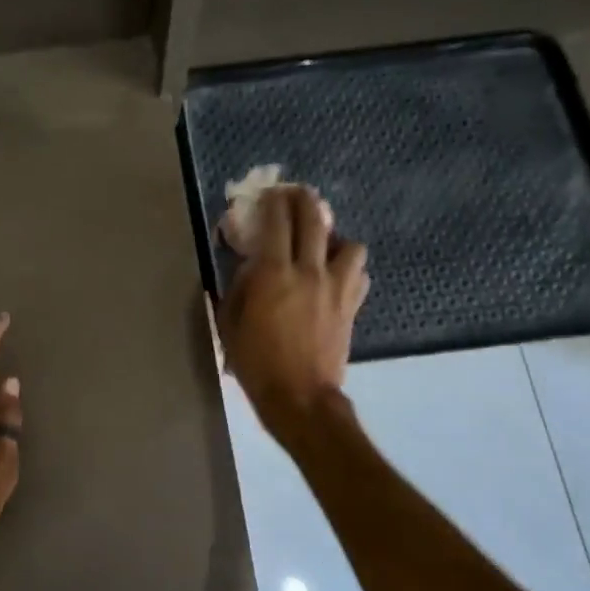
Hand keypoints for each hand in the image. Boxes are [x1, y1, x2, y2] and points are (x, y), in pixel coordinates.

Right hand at [219, 187, 369, 437]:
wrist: (300, 397)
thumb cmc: (256, 362)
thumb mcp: (230, 322)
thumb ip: (238, 286)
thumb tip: (248, 265)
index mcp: (274, 273)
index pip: (277, 221)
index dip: (273, 201)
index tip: (269, 193)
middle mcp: (309, 271)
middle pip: (314, 220)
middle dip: (304, 201)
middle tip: (296, 195)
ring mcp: (336, 287)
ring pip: (349, 244)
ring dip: (335, 237)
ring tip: (323, 244)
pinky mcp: (352, 306)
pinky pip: (359, 274)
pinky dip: (349, 267)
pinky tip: (336, 274)